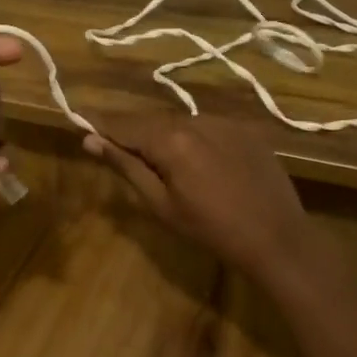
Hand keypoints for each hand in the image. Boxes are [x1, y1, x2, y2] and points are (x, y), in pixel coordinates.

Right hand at [81, 111, 314, 281]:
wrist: (277, 237)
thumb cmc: (211, 229)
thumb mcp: (161, 204)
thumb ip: (126, 167)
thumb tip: (91, 140)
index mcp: (170, 140)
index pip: (124, 125)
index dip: (100, 123)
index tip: (79, 118)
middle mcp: (195, 120)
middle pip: (151, 121)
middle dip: (130, 130)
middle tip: (111, 142)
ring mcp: (224, 122)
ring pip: (179, 122)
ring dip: (162, 135)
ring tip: (156, 158)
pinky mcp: (245, 129)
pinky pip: (206, 127)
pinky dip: (191, 138)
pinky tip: (195, 161)